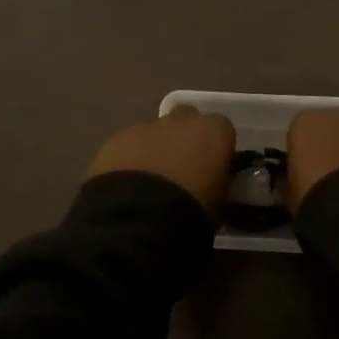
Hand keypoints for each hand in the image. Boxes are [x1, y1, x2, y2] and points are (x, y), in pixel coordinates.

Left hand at [85, 106, 237, 212]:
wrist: (139, 219)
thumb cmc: (192, 211)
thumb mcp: (219, 203)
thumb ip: (218, 184)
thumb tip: (212, 185)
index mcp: (214, 132)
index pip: (222, 129)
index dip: (216, 148)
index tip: (212, 169)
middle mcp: (181, 120)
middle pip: (186, 119)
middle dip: (184, 137)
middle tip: (181, 169)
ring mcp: (145, 127)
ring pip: (154, 131)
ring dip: (154, 149)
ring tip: (148, 184)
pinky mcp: (116, 140)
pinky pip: (127, 145)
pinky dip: (129, 159)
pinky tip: (125, 186)